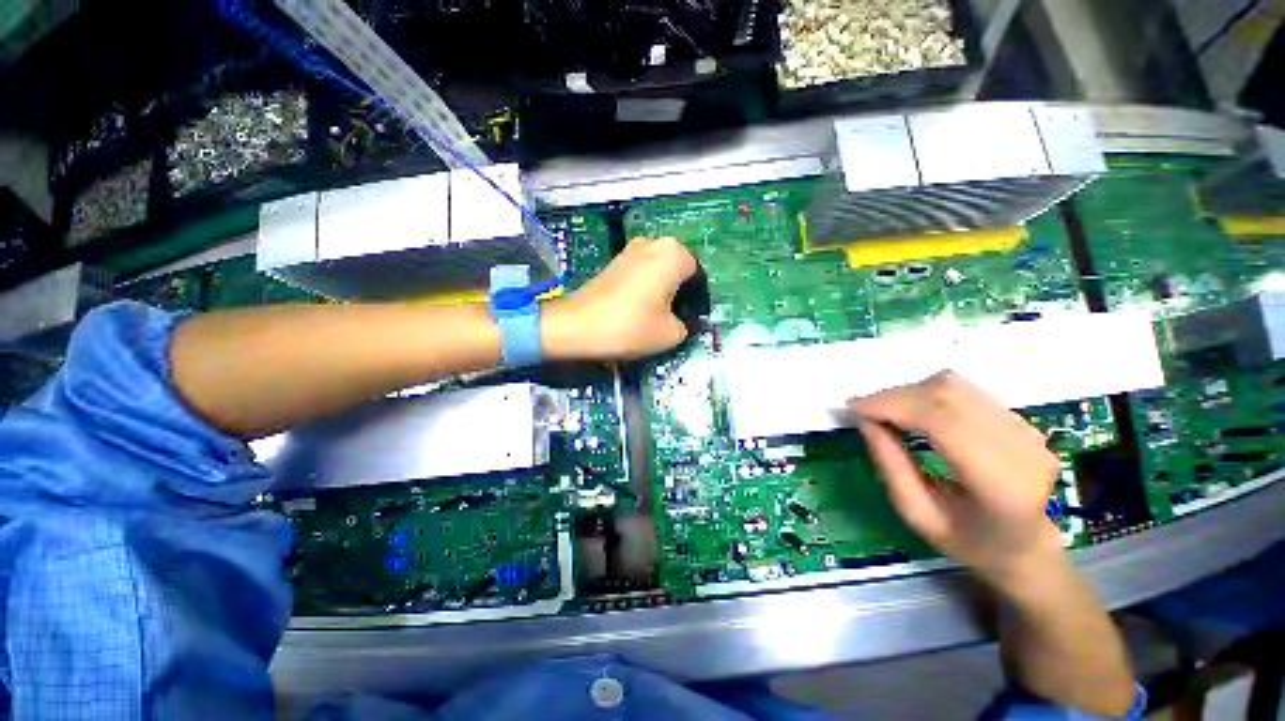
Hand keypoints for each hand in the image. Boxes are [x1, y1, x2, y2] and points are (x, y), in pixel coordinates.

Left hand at [543, 237, 697, 360]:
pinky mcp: (614, 262)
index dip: (696, 301)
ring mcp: (630, 250)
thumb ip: (687, 325)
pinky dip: (644, 289)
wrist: (576, 325)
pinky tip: (637, 310)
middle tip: (673, 319)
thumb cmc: (630, 326)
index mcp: (673, 253)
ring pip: (658, 272)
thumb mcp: (671, 334)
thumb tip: (683, 322)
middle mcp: (653, 242)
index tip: (688, 321)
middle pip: (677, 271)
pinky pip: (640, 274)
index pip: (698, 276)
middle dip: (678, 293)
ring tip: (654, 316)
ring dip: (661, 291)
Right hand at [848, 372, 1064, 592]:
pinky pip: (964, 391)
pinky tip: (911, 411)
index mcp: (1000, 485)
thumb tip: (865, 421)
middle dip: (895, 396)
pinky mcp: (1021, 419)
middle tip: (863, 410)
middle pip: (947, 395)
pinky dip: (927, 394)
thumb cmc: (972, 544)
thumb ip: (891, 465)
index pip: (942, 421)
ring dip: (909, 393)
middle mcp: (1021, 448)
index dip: (893, 406)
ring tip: (885, 411)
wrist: (1032, 550)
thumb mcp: (919, 515)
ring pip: (954, 386)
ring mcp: (1026, 429)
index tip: (854, 408)